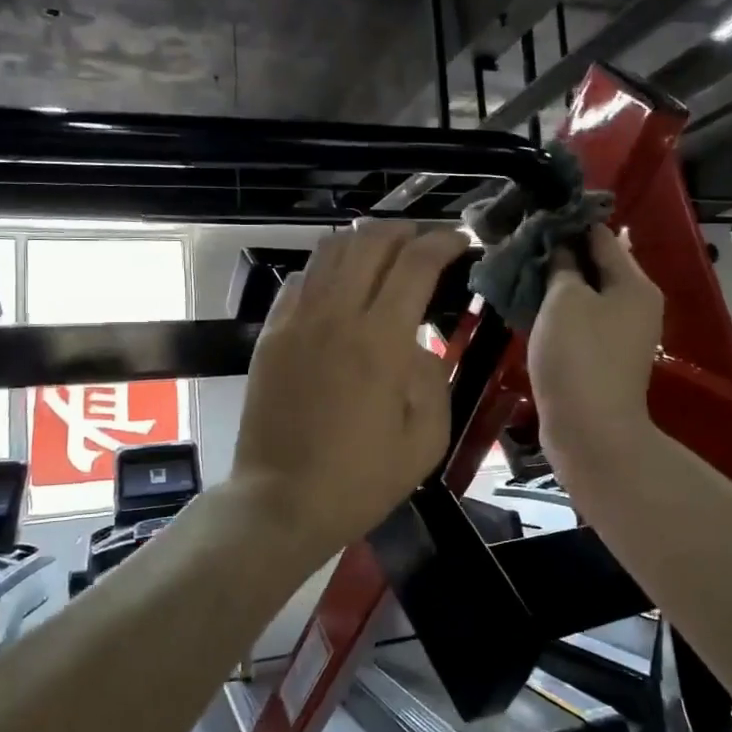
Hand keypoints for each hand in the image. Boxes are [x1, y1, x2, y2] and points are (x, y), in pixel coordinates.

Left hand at [232, 222, 468, 556]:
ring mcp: (296, 320)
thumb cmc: (360, 479)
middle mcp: (335, 315)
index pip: (416, 263)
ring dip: (364, 240)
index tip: (461, 242)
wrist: (281, 501)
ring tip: (386, 252)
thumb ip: (432, 377)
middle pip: (370, 241)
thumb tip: (417, 343)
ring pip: (330, 250)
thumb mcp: (426, 439)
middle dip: (405, 230)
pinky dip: (328, 267)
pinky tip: (342, 282)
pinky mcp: (270, 332)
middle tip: (426, 241)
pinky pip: (301, 279)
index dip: (443, 242)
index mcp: (380, 340)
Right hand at [528, 226, 662, 467]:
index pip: (600, 236)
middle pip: (594, 265)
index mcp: (634, 284)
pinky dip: (556, 311)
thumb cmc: (578, 357)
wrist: (590, 432)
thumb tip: (560, 242)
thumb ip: (562, 264)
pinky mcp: (602, 357)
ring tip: (516, 272)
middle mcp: (634, 304)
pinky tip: (527, 306)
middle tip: (517, 245)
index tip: (531, 216)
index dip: (567, 223)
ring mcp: (620, 333)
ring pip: (584, 294)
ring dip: (554, 283)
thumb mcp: (564, 300)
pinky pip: (579, 320)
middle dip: (557, 254)